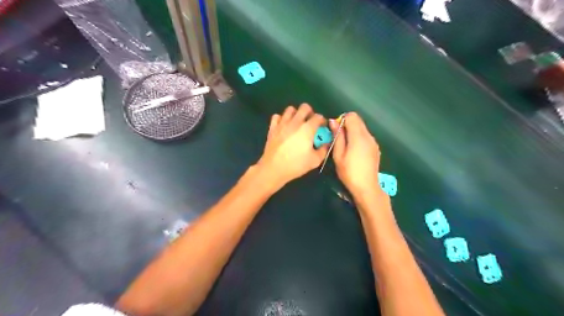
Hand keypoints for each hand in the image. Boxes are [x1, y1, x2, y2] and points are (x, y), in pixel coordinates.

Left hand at [257, 104, 327, 186]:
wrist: (274, 168)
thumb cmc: (296, 165)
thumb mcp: (315, 160)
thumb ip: (323, 149)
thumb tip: (326, 143)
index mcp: (307, 129)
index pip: (318, 117)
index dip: (322, 121)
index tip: (322, 128)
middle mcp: (295, 122)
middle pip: (304, 107)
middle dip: (310, 113)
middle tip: (310, 123)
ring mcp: (282, 123)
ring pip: (290, 109)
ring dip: (295, 114)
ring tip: (297, 123)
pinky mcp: (272, 128)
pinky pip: (277, 116)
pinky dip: (281, 119)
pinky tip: (284, 127)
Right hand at [329, 112, 380, 195]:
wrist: (367, 187)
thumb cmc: (349, 172)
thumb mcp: (338, 155)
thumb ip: (337, 136)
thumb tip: (333, 121)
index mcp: (358, 136)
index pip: (352, 116)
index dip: (342, 120)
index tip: (336, 131)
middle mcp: (368, 136)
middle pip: (358, 121)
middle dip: (347, 125)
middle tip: (339, 140)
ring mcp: (374, 142)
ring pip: (362, 129)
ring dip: (353, 132)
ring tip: (346, 148)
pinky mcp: (375, 148)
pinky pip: (366, 137)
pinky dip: (359, 139)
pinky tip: (354, 153)